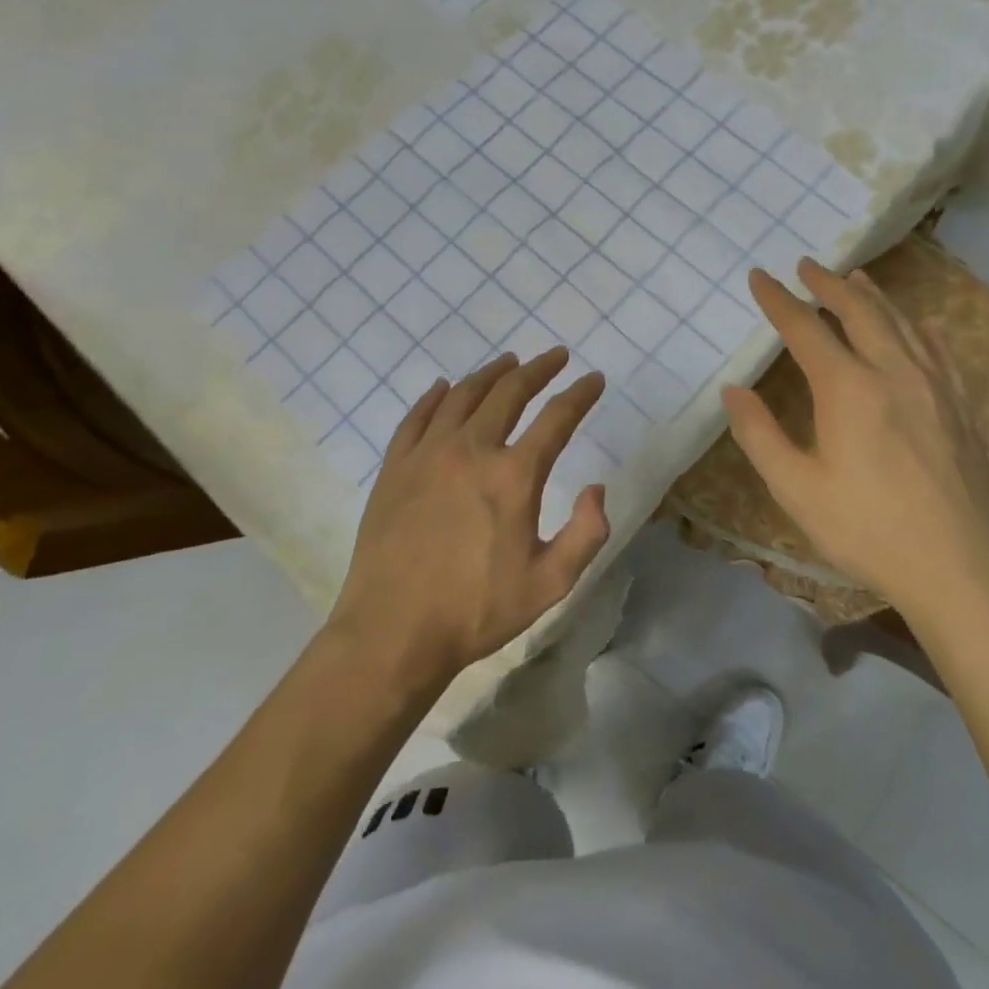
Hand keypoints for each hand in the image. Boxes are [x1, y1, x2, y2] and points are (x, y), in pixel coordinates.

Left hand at [328, 348, 610, 689]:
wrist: (392, 632)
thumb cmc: (476, 611)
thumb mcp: (550, 584)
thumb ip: (586, 533)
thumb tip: (596, 488)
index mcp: (514, 476)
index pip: (557, 418)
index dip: (580, 394)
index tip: (594, 379)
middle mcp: (471, 450)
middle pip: (509, 392)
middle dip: (538, 369)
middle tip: (555, 356)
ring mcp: (427, 454)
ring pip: (463, 395)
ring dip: (491, 373)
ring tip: (508, 362)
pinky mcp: (395, 467)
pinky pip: (417, 416)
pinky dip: (435, 396)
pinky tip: (444, 387)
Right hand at [722, 258, 988, 604]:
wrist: (959, 568)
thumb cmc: (866, 529)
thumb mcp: (796, 488)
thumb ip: (759, 434)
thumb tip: (733, 390)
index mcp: (847, 388)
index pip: (806, 328)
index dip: (778, 300)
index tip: (760, 277)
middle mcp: (893, 372)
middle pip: (859, 311)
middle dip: (828, 284)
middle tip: (807, 265)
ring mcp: (934, 386)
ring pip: (901, 323)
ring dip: (872, 296)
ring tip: (855, 279)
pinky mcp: (960, 406)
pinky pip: (937, 349)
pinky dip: (918, 326)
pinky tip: (916, 326)